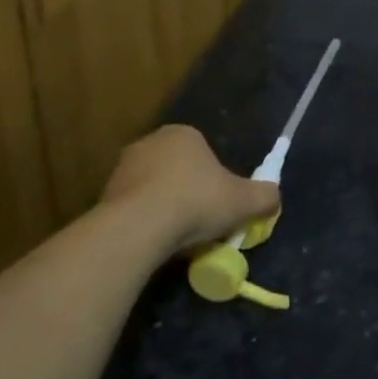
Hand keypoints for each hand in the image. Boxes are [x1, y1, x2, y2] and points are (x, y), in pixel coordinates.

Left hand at [102, 124, 279, 251]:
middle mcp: (151, 142)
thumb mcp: (244, 201)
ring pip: (152, 190)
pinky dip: (143, 224)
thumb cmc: (195, 202)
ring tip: (175, 240)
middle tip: (199, 223)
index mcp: (184, 134)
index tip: (218, 205)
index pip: (203, 153)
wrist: (138, 227)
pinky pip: (132, 209)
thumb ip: (264, 197)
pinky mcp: (103, 196)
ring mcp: (123, 168)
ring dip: (163, 209)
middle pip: (177, 170)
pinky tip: (152, 244)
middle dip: (187, 193)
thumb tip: (275, 198)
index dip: (214, 180)